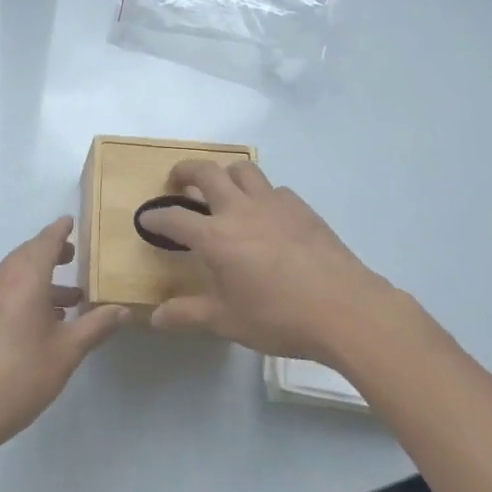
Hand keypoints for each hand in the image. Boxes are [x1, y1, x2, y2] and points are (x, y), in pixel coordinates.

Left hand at [0, 217, 128, 460]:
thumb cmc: (20, 376)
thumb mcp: (66, 352)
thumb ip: (96, 326)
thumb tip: (122, 309)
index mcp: (25, 277)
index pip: (45, 241)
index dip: (60, 230)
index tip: (72, 221)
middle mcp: (1, 278)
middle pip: (28, 254)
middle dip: (52, 253)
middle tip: (74, 257)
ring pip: (15, 274)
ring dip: (40, 277)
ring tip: (69, 298)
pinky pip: (4, 290)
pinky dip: (24, 292)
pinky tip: (40, 320)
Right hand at [137, 161, 397, 364]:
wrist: (345, 308)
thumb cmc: (279, 318)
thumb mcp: (228, 321)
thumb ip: (189, 314)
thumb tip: (156, 318)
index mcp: (216, 237)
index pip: (174, 219)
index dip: (156, 217)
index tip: (146, 218)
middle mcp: (239, 210)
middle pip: (206, 173)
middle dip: (185, 171)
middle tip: (178, 181)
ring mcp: (273, 204)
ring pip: (243, 170)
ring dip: (226, 174)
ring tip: (223, 189)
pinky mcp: (301, 208)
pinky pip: (274, 189)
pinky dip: (262, 194)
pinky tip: (267, 215)